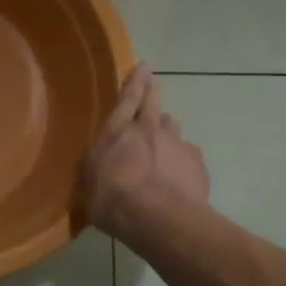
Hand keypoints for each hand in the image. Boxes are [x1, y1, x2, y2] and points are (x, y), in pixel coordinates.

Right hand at [79, 65, 210, 240]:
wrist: (159, 219)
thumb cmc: (112, 201)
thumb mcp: (88, 185)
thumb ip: (94, 169)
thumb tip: (96, 167)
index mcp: (116, 132)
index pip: (126, 99)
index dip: (134, 81)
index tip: (142, 66)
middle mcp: (147, 130)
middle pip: (153, 102)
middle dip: (153, 89)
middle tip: (155, 79)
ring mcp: (175, 144)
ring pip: (172, 127)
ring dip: (167, 129)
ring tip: (165, 137)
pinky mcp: (196, 162)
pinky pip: (188, 153)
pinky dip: (183, 157)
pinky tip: (180, 171)